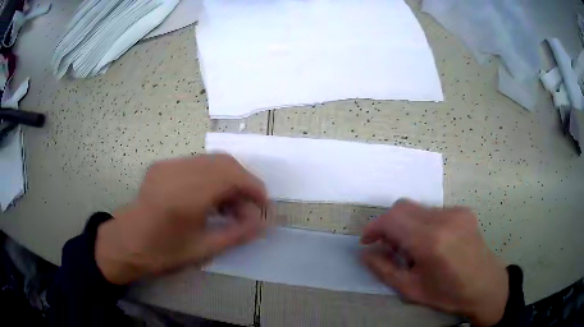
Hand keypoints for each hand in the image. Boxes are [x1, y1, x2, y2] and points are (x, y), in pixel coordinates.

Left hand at [95, 154, 267, 284]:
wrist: (126, 243)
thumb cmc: (162, 252)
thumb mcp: (203, 249)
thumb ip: (237, 234)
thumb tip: (263, 223)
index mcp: (187, 194)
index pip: (232, 175)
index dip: (254, 188)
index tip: (264, 206)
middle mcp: (178, 171)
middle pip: (224, 162)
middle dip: (244, 182)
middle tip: (248, 208)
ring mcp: (168, 165)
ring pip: (211, 161)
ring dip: (228, 179)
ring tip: (230, 206)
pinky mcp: (162, 165)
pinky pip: (196, 164)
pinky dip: (212, 177)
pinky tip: (209, 198)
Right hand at [361, 200, 507, 325]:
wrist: (486, 286)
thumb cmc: (448, 294)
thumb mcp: (410, 290)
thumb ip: (384, 269)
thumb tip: (365, 252)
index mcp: (431, 241)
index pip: (392, 219)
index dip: (374, 227)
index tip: (367, 242)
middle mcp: (444, 219)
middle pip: (403, 207)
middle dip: (388, 224)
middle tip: (390, 248)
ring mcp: (456, 212)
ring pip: (418, 209)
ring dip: (406, 225)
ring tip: (414, 249)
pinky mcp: (463, 211)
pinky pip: (433, 212)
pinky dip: (423, 224)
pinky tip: (432, 244)